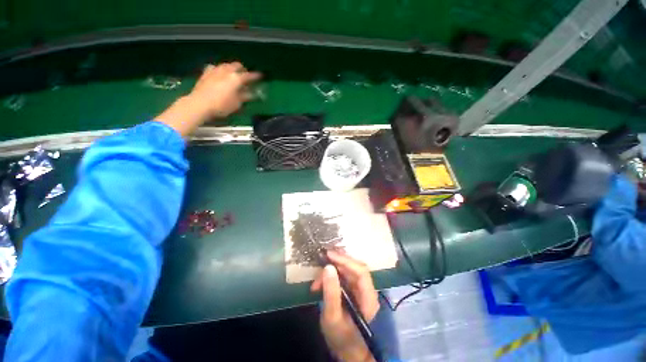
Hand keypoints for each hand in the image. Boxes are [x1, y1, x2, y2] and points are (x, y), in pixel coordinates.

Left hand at [155, 62, 260, 136]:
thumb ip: (245, 96)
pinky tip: (220, 73)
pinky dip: (221, 69)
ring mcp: (215, 70)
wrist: (200, 103)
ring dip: (232, 68)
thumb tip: (252, 93)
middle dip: (243, 69)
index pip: (249, 75)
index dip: (256, 76)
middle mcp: (226, 71)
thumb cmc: (222, 105)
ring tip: (234, 74)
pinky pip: (216, 67)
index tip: (261, 76)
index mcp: (236, 78)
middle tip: (246, 75)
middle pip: (237, 66)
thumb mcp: (237, 103)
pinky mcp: (206, 73)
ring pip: (226, 65)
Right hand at [311, 251, 379, 361]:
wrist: (347, 351)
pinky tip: (320, 283)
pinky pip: (343, 277)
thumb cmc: (341, 337)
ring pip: (348, 271)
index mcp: (368, 298)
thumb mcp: (332, 317)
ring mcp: (361, 290)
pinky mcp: (353, 291)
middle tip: (321, 260)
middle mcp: (367, 290)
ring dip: (332, 271)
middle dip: (337, 263)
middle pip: (355, 268)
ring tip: (317, 281)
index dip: (346, 260)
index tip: (329, 255)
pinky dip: (332, 277)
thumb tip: (328, 267)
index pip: (361, 272)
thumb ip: (331, 292)